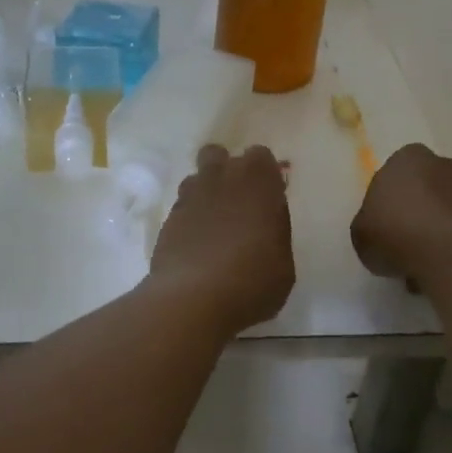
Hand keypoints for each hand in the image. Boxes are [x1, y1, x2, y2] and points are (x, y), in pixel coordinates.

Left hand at [148, 145, 294, 331]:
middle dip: (226, 171)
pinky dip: (190, 218)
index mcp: (258, 181)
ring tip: (214, 225)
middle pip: (218, 155)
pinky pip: (182, 207)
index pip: (260, 155)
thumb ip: (276, 231)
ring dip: (206, 193)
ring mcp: (189, 196)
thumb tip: (266, 220)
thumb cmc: (252, 280)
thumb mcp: (284, 263)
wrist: (193, 298)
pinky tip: (196, 245)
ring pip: (196, 178)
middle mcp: (221, 178)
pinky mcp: (168, 218)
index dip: (263, 174)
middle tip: (237, 204)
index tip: (267, 197)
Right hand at [351, 144, 451, 287]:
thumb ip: (368, 226)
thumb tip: (378, 232)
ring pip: (447, 211)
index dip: (386, 203)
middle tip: (403, 244)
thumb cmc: (396, 232)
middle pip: (424, 189)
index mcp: (407, 158)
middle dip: (416, 213)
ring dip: (437, 232)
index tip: (382, 227)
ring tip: (423, 266)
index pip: (393, 175)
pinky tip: (443, 271)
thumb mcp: (360, 233)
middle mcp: (443, 165)